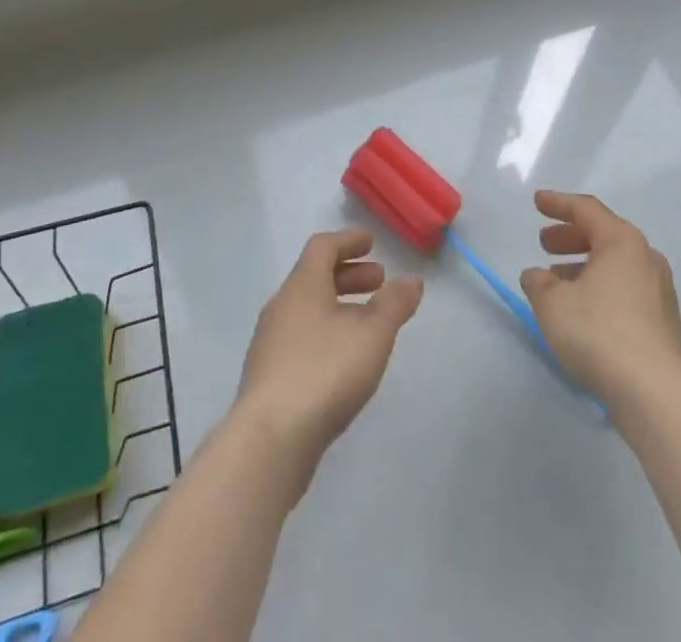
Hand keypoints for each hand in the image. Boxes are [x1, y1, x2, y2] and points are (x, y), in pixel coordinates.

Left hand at [232, 229, 422, 483]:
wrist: (270, 439)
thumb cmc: (325, 371)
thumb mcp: (373, 334)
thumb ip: (394, 304)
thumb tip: (412, 280)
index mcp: (302, 285)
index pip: (322, 247)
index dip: (348, 241)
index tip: (371, 241)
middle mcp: (281, 306)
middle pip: (314, 277)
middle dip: (349, 275)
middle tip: (379, 281)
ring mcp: (270, 342)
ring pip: (308, 309)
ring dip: (338, 305)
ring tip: (368, 323)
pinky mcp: (268, 377)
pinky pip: (301, 337)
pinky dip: (326, 332)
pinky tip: (343, 359)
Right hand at [520, 191, 680, 405]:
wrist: (656, 393)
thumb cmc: (599, 332)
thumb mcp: (552, 303)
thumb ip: (538, 283)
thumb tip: (537, 276)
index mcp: (622, 241)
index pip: (586, 210)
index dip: (558, 204)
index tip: (536, 202)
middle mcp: (646, 258)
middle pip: (604, 236)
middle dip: (570, 237)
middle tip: (544, 244)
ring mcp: (660, 292)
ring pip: (615, 266)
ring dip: (584, 267)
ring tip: (556, 283)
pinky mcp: (664, 324)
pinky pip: (626, 291)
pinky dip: (601, 289)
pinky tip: (582, 311)